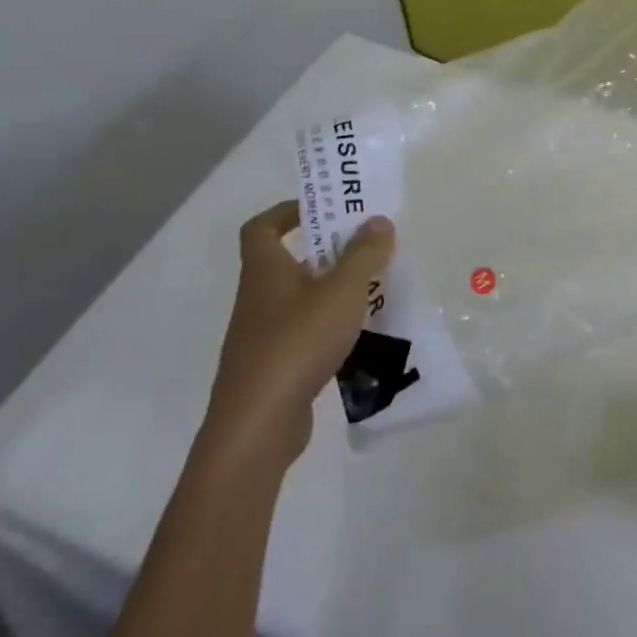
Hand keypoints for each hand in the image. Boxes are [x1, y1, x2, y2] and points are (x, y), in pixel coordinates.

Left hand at [201, 202, 394, 471]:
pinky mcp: (275, 368)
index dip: (288, 211)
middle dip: (328, 251)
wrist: (257, 427)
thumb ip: (364, 254)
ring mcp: (264, 336)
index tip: (325, 209)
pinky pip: (306, 332)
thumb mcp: (342, 291)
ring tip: (375, 289)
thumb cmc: (297, 343)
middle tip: (368, 247)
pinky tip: (361, 334)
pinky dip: (332, 326)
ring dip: (334, 290)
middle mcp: (259, 298)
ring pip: (301, 299)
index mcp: (265, 271)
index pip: (261, 227)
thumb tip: (379, 220)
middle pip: (289, 262)